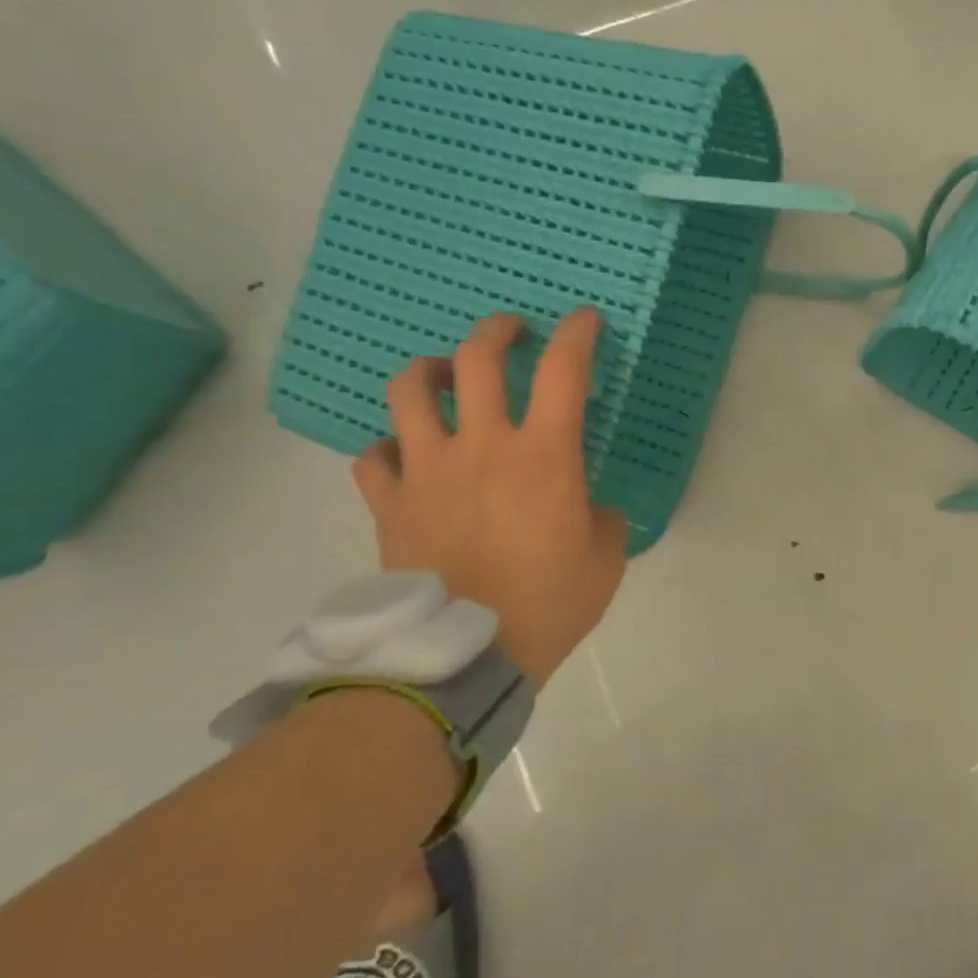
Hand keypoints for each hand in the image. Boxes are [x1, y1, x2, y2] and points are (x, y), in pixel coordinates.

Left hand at [352, 310, 628, 687]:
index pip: (564, 370)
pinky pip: (373, 456)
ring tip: (444, 378)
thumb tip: (586, 506)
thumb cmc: (547, 603)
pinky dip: (389, 447)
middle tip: (512, 333)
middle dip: (498, 331)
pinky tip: (405, 456)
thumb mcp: (605, 559)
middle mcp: (481, 445)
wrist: (464, 658)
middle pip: (477, 358)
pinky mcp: (390, 504)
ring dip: (430, 371)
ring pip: (410, 391)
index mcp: (544, 454)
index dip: (577, 334)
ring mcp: (427, 470)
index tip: (584, 320)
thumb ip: (602, 519)